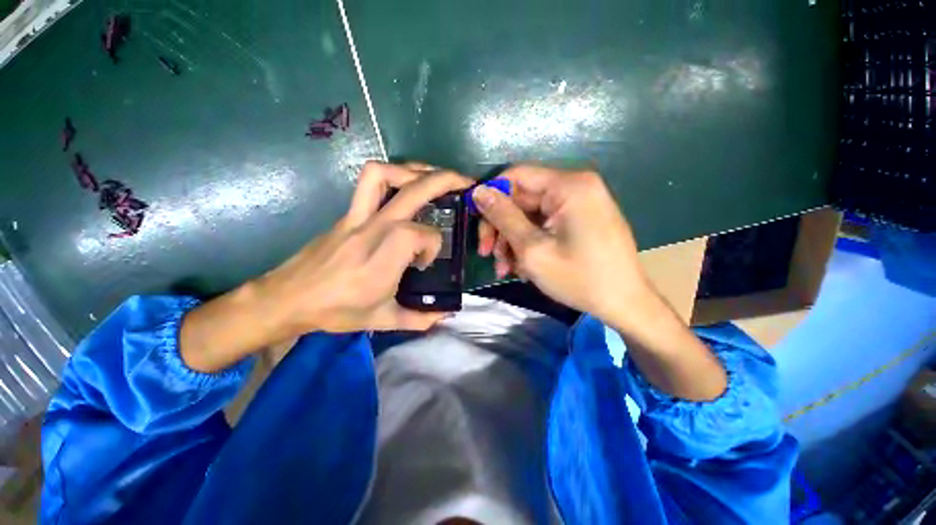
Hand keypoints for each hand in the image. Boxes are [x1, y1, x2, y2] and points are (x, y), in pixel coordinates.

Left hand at [259, 161, 473, 334]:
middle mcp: (372, 231)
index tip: (425, 262)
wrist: (288, 298)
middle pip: (413, 191)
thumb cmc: (336, 312)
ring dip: (414, 170)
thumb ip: (420, 319)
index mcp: (382, 261)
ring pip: (383, 174)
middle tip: (465, 183)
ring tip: (433, 177)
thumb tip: (446, 313)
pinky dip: (392, 176)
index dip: (433, 245)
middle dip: (445, 180)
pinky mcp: (347, 213)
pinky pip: (369, 182)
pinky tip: (405, 188)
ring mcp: (357, 217)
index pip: (422, 235)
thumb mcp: (383, 321)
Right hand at [475, 166, 727, 400]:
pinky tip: (523, 266)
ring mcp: (579, 203)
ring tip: (506, 268)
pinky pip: (544, 224)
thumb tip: (478, 192)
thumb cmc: (578, 278)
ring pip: (530, 214)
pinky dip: (530, 242)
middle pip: (522, 197)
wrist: (624, 303)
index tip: (475, 223)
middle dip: (502, 228)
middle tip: (488, 255)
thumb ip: (503, 217)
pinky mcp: (580, 219)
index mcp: (568, 185)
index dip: (491, 196)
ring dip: (513, 240)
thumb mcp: (532, 248)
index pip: (516, 175)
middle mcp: (575, 186)